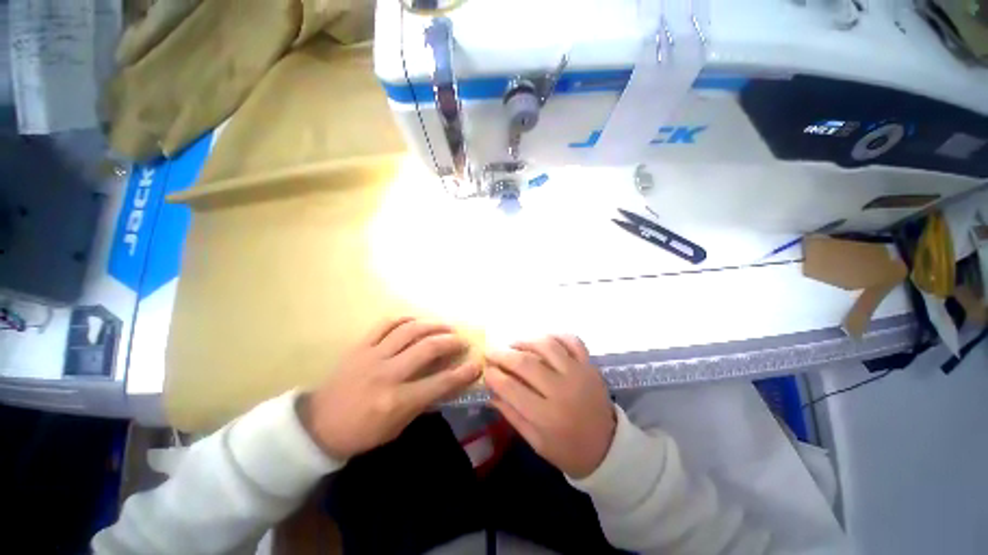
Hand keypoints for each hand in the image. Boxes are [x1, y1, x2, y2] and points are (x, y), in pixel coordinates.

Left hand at [300, 317, 480, 459]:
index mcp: (396, 401)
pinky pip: (385, 324)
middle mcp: (387, 374)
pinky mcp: (359, 346)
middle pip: (427, 348)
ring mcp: (372, 356)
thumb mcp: (397, 427)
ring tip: (445, 326)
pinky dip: (405, 319)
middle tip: (461, 340)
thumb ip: (423, 402)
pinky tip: (416, 321)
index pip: (440, 383)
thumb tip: (447, 382)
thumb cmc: (362, 433)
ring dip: (432, 325)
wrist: (317, 426)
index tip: (477, 363)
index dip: (463, 372)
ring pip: (409, 331)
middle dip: (450, 341)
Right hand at [485, 335, 615, 478]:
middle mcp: (563, 390)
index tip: (485, 369)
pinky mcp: (590, 365)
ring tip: (513, 345)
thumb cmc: (568, 450)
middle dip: (503, 355)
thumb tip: (490, 391)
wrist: (608, 448)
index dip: (494, 375)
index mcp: (547, 416)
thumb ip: (511, 414)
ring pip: (547, 345)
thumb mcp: (535, 442)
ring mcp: (579, 373)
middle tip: (491, 353)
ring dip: (525, 341)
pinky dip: (555, 335)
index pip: (512, 388)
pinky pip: (572, 340)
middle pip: (526, 363)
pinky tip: (542, 341)